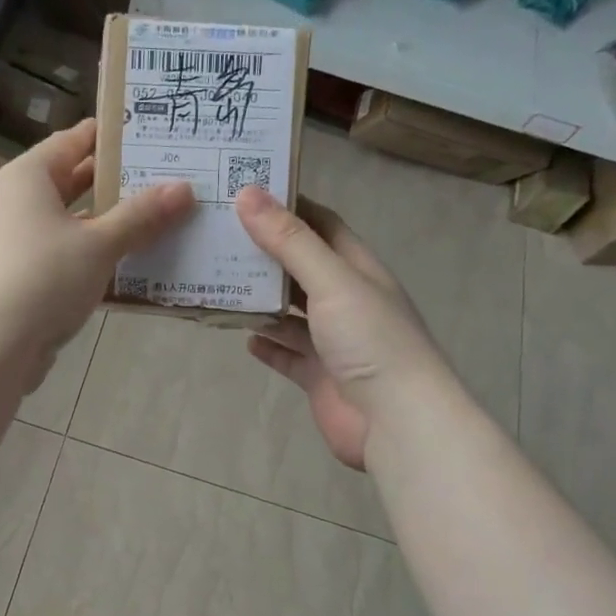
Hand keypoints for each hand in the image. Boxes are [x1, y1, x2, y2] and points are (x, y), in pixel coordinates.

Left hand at [0, 119, 194, 386]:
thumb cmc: (44, 278)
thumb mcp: (99, 245)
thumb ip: (141, 216)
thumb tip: (184, 189)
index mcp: (28, 177)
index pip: (73, 140)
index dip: (111, 136)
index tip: (152, 134)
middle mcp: (15, 202)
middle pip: (72, 182)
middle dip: (117, 184)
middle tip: (166, 179)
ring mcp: (14, 242)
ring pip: (70, 223)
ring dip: (108, 225)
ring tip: (159, 221)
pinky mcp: (19, 277)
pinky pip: (63, 256)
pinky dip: (92, 257)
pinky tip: (129, 267)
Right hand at [235, 186, 441, 469]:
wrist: (397, 422)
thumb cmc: (371, 340)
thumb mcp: (331, 281)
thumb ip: (290, 242)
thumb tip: (248, 194)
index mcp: (358, 270)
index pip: (322, 226)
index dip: (288, 207)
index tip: (245, 193)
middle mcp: (346, 301)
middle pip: (300, 269)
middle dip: (265, 254)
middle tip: (218, 238)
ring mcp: (333, 342)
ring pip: (290, 314)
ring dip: (260, 302)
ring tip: (219, 284)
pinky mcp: (319, 376)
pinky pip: (287, 355)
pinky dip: (267, 346)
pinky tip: (243, 337)